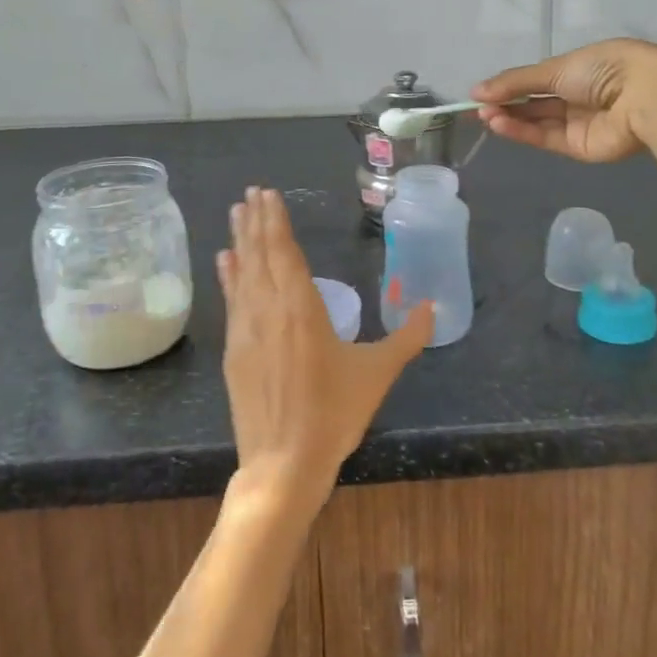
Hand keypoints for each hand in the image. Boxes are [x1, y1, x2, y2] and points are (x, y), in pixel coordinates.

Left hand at [217, 188, 433, 509]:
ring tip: (236, 213)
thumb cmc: (334, 414)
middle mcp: (269, 310)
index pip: (284, 252)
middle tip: (251, 193)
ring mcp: (246, 330)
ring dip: (241, 241)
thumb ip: (407, 337)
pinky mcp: (234, 352)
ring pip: (242, 274)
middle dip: (256, 222)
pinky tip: (225, 261)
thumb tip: (432, 309)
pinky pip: (231, 301)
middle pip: (260, 255)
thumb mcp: (378, 373)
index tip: (267, 194)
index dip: (276, 221)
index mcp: (302, 308)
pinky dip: (229, 276)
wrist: (283, 463)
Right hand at [472, 39, 656, 163]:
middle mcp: (578, 96)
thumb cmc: (603, 68)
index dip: (509, 86)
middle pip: (534, 103)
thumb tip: (476, 90)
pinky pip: (545, 139)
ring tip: (484, 116)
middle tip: (477, 107)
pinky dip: (522, 132)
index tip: (481, 93)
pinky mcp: (579, 148)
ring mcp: (579, 123)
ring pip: (537, 122)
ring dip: (509, 119)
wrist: (644, 96)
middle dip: (506, 104)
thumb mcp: (555, 68)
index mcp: (579, 69)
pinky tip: (499, 125)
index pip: (537, 80)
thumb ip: (515, 82)